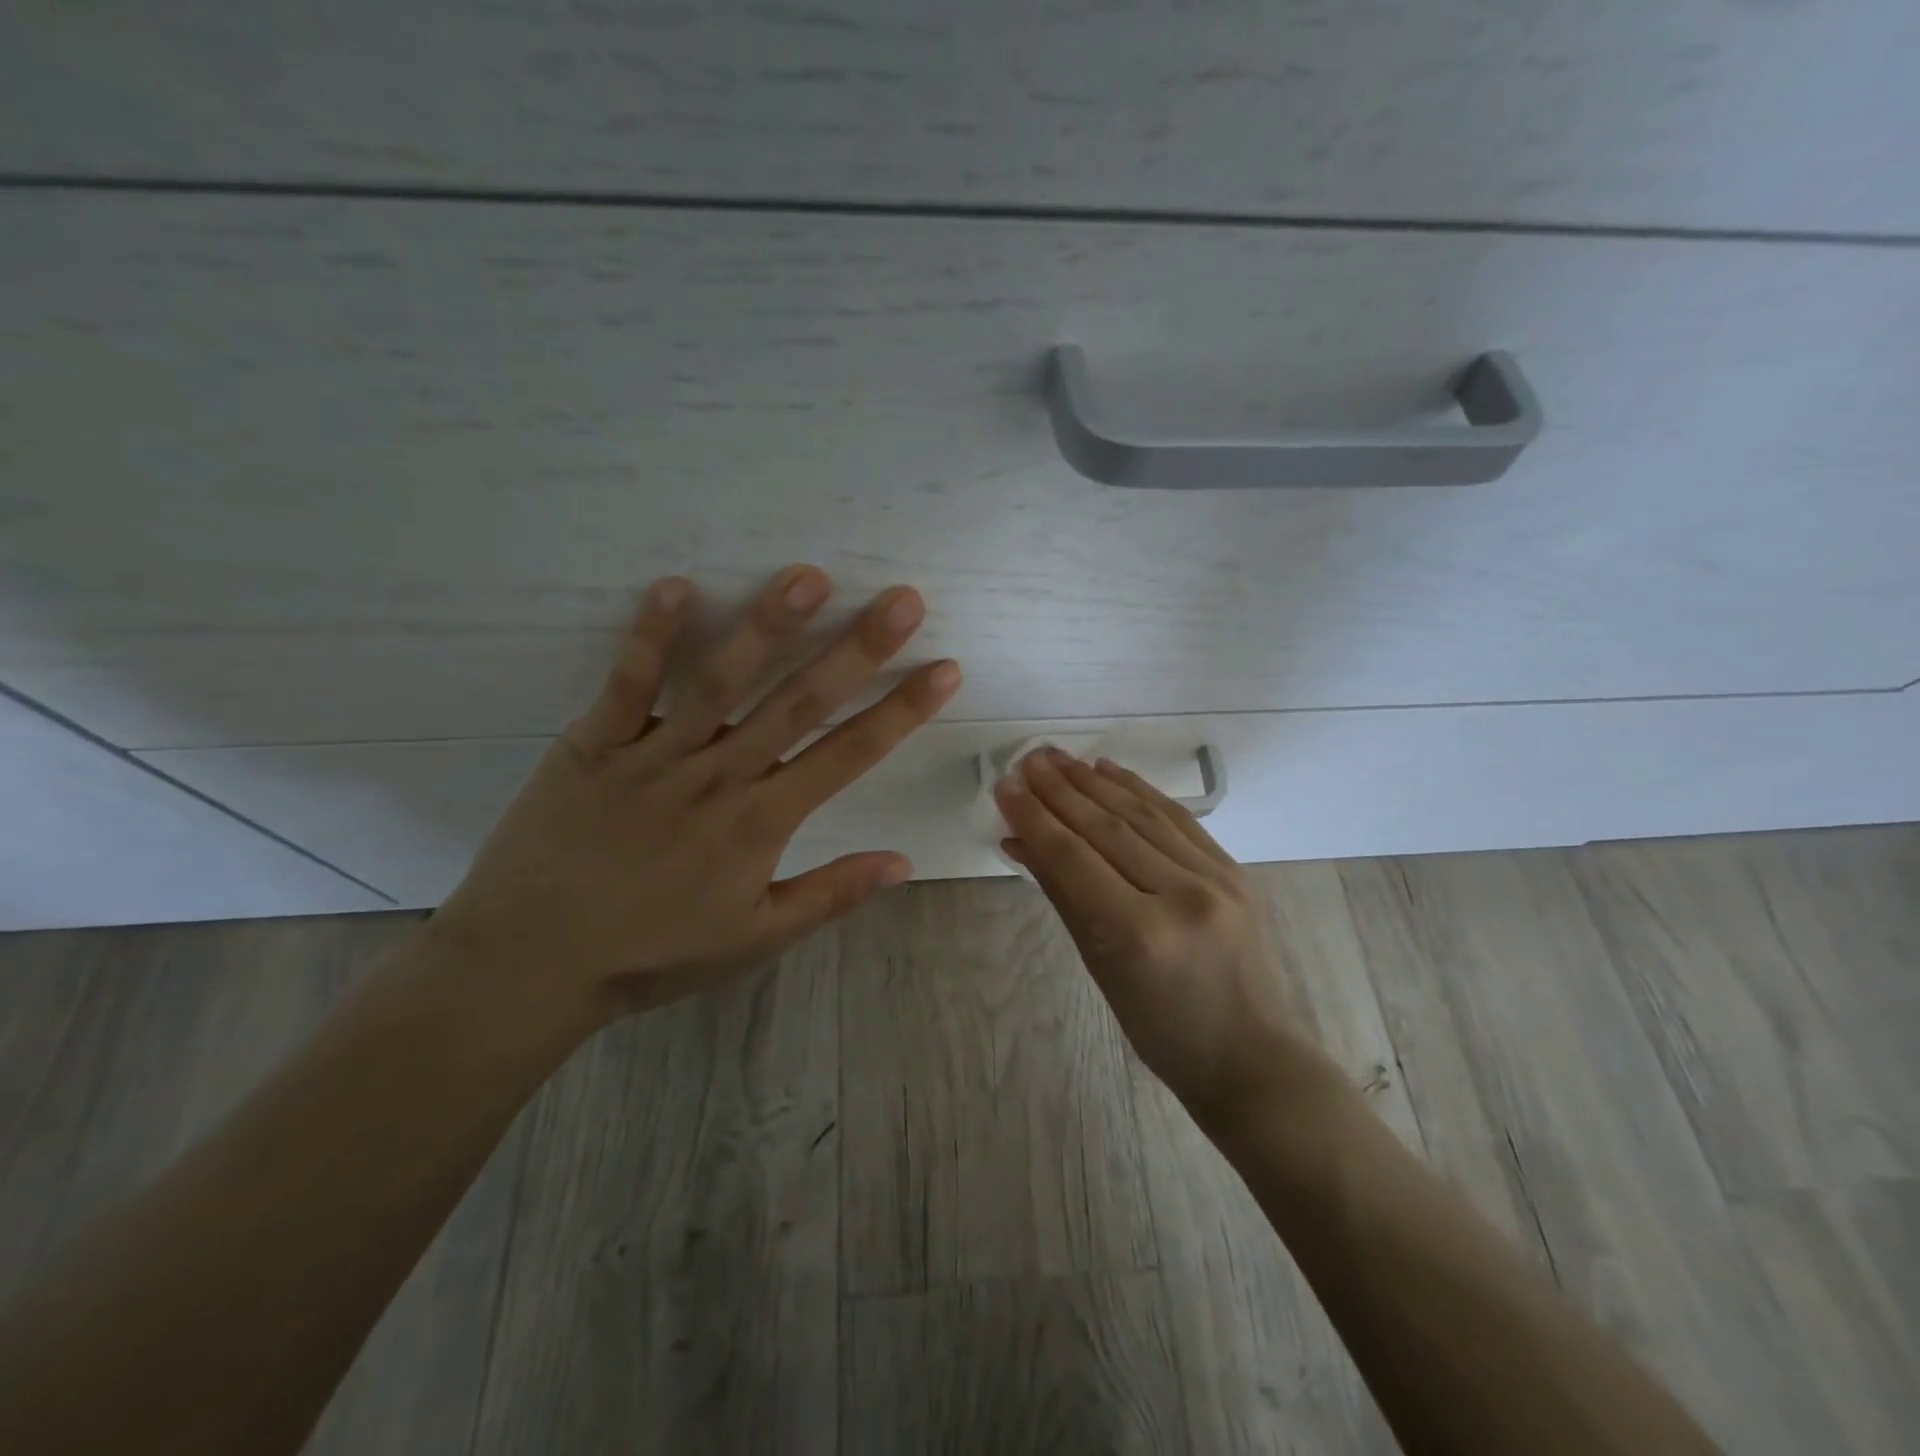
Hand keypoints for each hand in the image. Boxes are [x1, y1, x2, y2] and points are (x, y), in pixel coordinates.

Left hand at [428, 566, 960, 1022]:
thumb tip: (903, 863)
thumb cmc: (650, 954)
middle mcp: (720, 777)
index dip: (901, 711)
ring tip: (808, 575)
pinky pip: (628, 684)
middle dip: (858, 649)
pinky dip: (650, 636)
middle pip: (799, 703)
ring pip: (721, 681)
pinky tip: (677, 585)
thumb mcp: (754, 940)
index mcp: (762, 823)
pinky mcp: (595, 744)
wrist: (529, 965)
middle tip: (902, 600)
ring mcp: (656, 755)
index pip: (849, 755)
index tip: (943, 669)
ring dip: (768, 626)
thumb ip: (830, 895)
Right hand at [996, 749, 1324, 1126]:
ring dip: (1094, 782)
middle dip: (1059, 790)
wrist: (1252, 1057)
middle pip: (1106, 827)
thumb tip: (1022, 842)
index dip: (1034, 817)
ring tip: (1058, 758)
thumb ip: (1063, 896)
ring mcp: (1216, 878)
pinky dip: (1139, 790)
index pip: (1073, 858)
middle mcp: (1181, 895)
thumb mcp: (1101, 970)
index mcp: (1139, 934)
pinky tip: (1109, 771)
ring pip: (1142, 814)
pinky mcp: (1235, 870)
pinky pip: (1177, 819)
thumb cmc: (1163, 1032)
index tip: (1005, 786)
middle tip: (1027, 760)